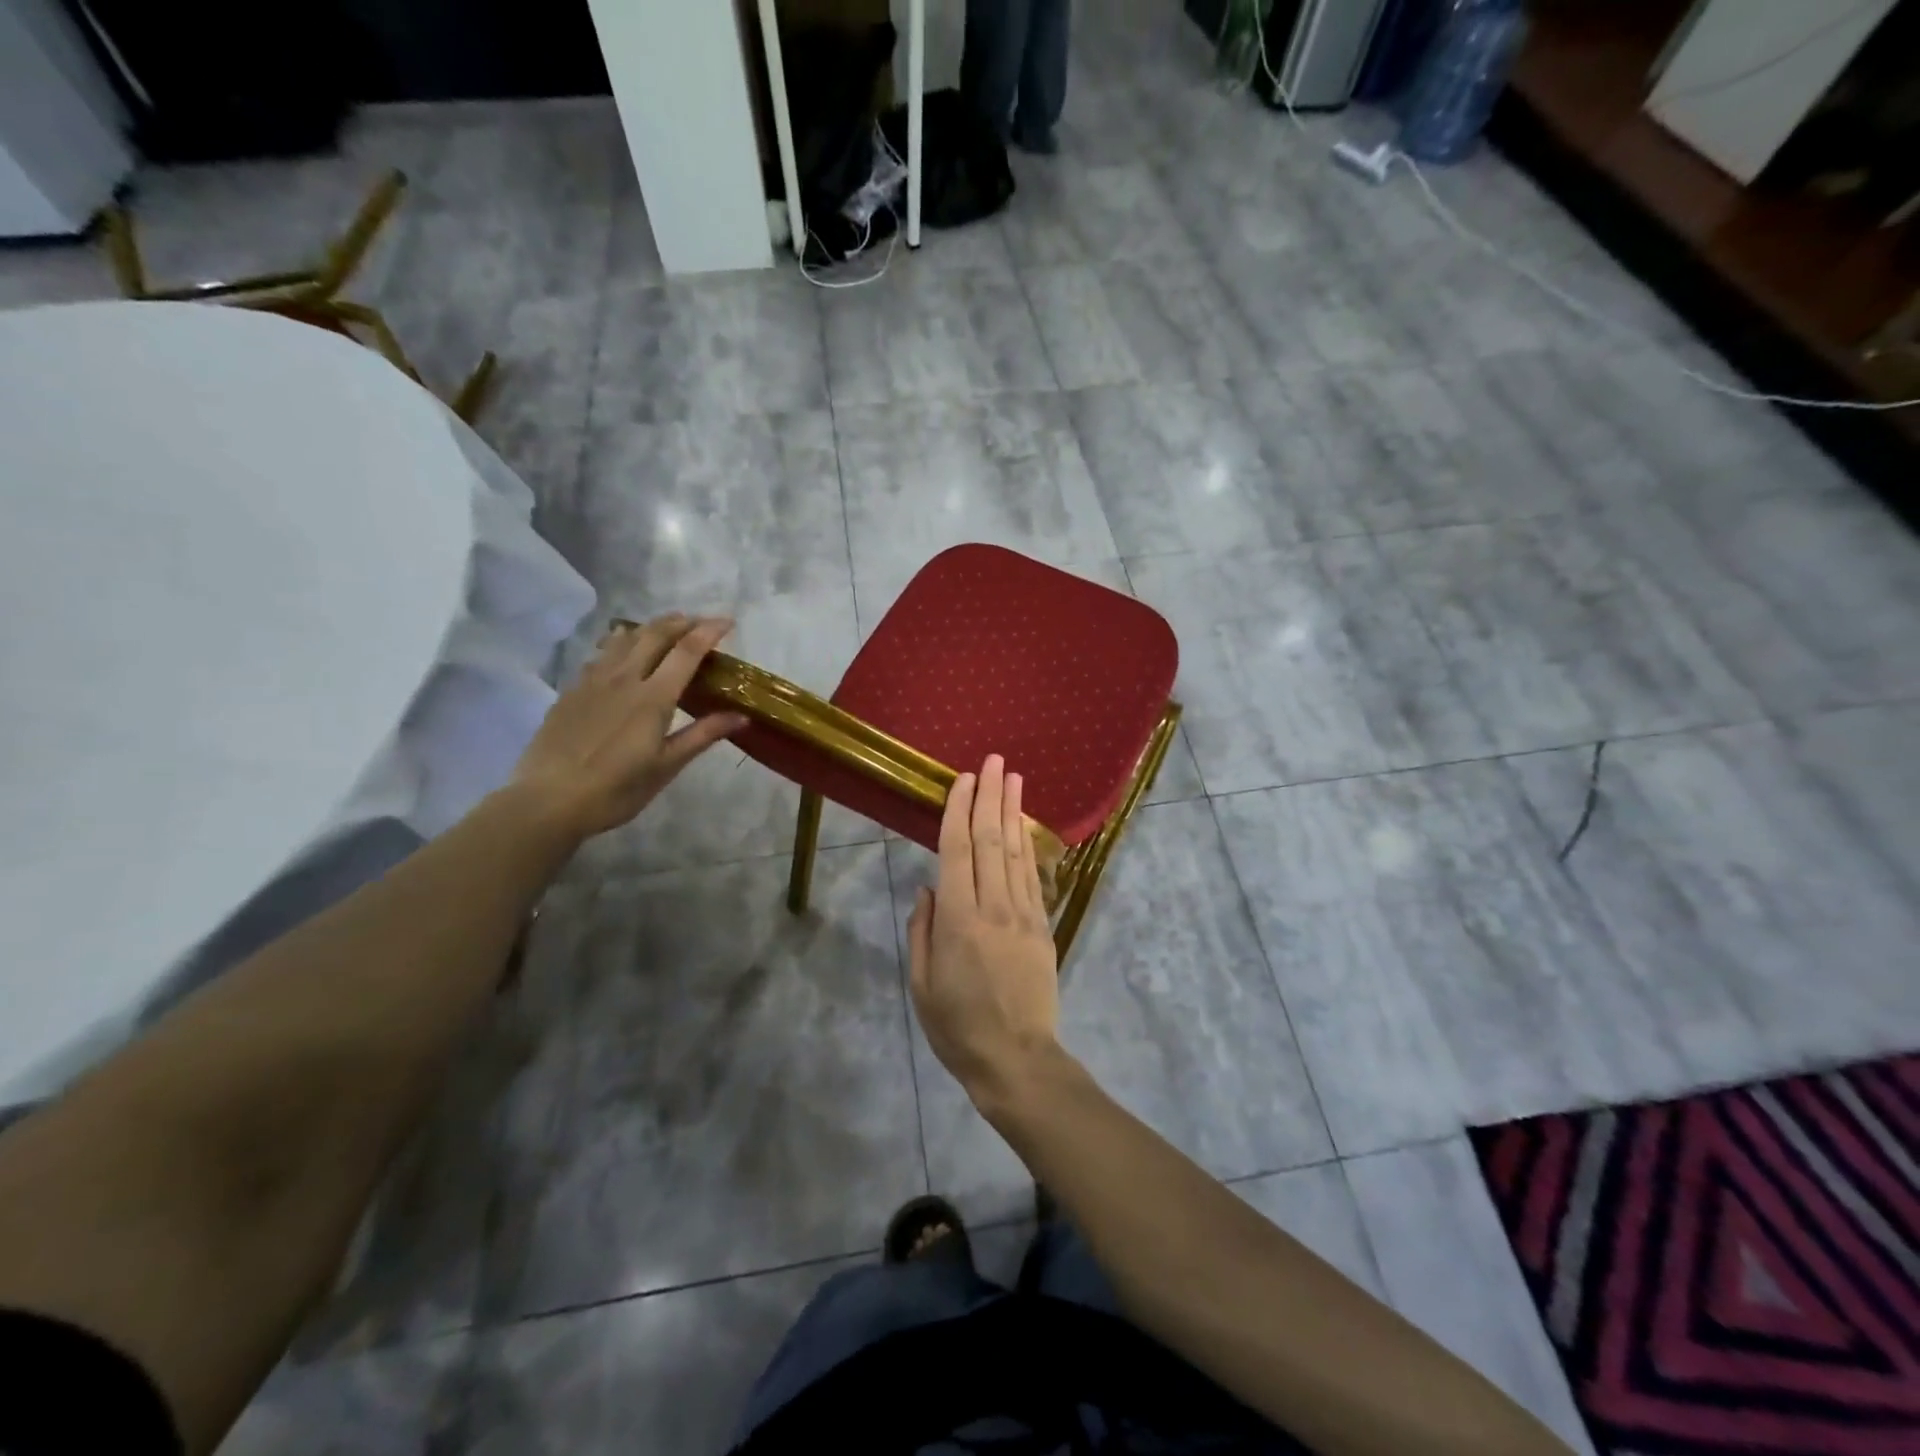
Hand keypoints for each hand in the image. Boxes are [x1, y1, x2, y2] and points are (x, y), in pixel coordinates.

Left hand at [508, 615, 746, 840]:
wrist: (548, 800)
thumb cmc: (616, 789)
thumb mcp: (666, 767)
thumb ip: (702, 735)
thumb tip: (741, 716)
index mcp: (653, 697)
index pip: (687, 651)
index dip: (709, 631)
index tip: (728, 621)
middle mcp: (624, 678)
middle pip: (654, 635)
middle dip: (680, 622)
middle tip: (699, 622)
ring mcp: (593, 681)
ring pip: (624, 638)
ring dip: (650, 627)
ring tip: (665, 627)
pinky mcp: (572, 690)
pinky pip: (601, 654)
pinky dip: (621, 642)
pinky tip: (621, 651)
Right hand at [908, 755, 1060, 1101]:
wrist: (1017, 1059)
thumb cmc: (958, 1026)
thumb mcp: (921, 984)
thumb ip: (922, 930)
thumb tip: (927, 888)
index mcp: (958, 920)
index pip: (958, 851)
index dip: (959, 811)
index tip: (962, 779)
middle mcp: (993, 906)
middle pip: (991, 840)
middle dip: (989, 796)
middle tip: (993, 760)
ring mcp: (1023, 914)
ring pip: (1017, 851)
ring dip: (1013, 810)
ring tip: (1013, 777)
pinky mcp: (1042, 925)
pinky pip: (1032, 875)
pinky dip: (1028, 844)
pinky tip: (1025, 824)